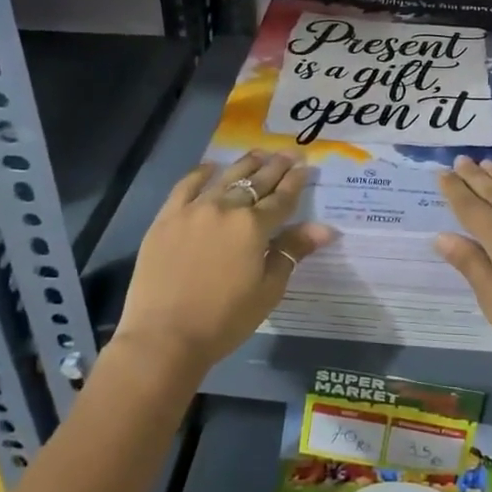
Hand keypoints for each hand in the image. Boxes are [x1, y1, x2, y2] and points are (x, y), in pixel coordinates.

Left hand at [115, 152, 334, 374]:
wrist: (164, 338)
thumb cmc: (224, 319)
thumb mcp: (268, 289)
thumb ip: (293, 251)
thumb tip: (326, 229)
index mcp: (254, 226)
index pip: (282, 198)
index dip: (296, 182)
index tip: (305, 167)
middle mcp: (226, 208)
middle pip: (256, 182)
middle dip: (276, 167)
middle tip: (289, 153)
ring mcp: (193, 210)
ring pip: (225, 177)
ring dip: (245, 164)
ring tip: (259, 154)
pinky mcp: (166, 218)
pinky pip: (186, 186)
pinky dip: (201, 174)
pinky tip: (211, 167)